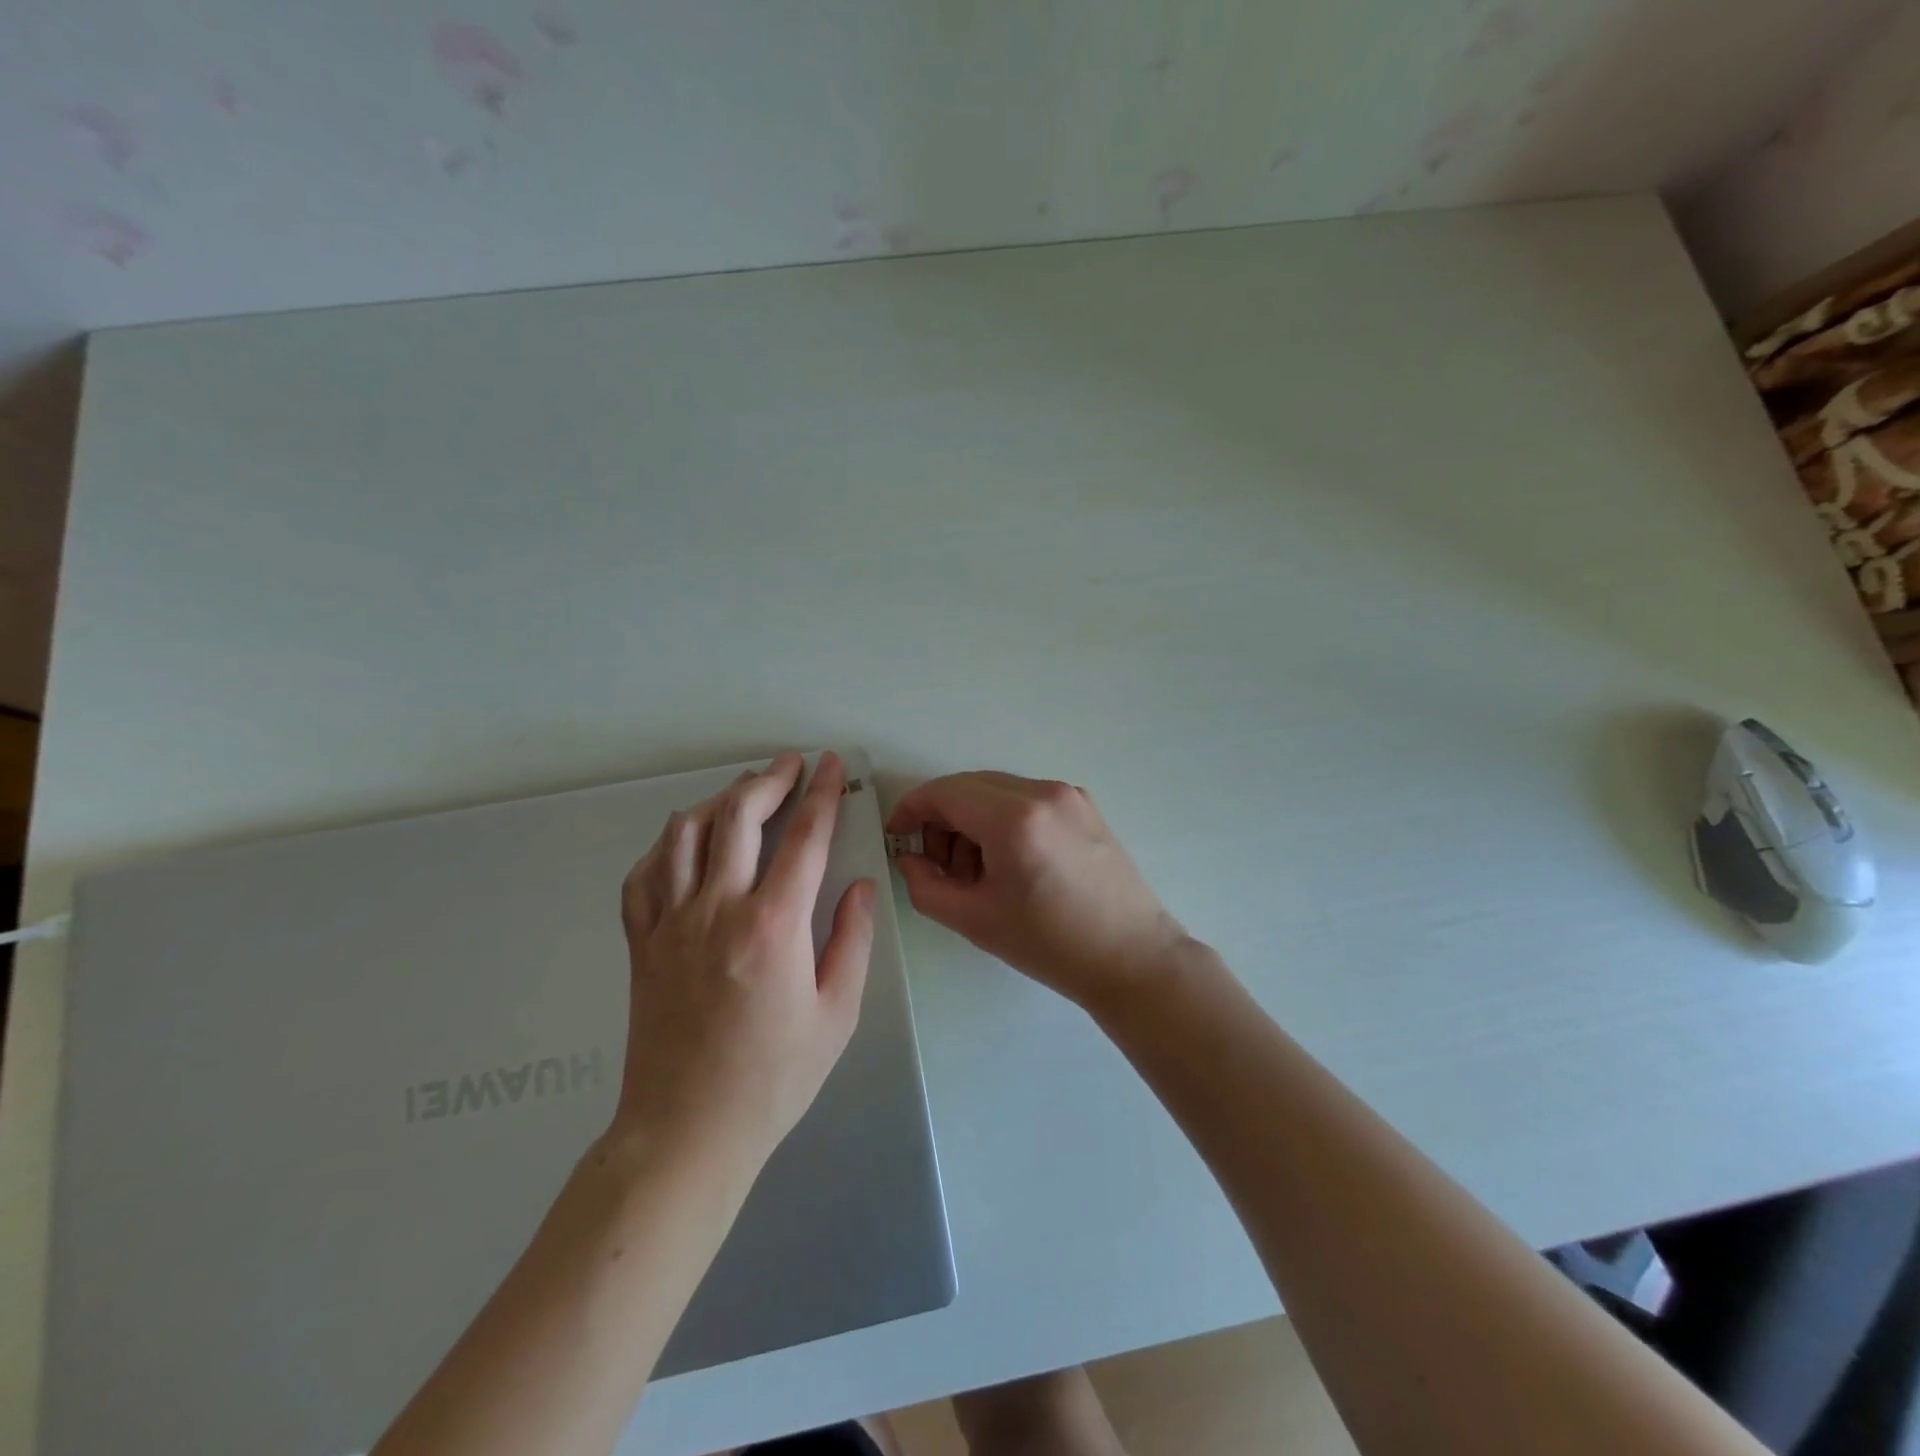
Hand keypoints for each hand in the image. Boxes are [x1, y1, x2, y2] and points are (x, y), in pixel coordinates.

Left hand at [615, 751, 873, 1167]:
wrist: (687, 1132)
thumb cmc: (774, 1078)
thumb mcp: (837, 1014)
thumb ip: (852, 940)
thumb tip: (860, 887)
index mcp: (773, 925)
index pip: (805, 838)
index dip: (823, 793)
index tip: (831, 765)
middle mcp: (718, 909)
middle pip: (738, 817)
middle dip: (769, 780)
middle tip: (790, 765)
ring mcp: (670, 923)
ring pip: (685, 834)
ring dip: (718, 802)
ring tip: (743, 793)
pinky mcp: (641, 944)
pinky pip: (643, 876)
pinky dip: (666, 846)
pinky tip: (685, 843)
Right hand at [886, 771, 1185, 1011]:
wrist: (1132, 957)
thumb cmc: (1050, 944)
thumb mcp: (974, 919)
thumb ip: (925, 885)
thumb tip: (911, 858)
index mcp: (1014, 817)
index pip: (944, 793)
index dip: (911, 809)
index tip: (897, 835)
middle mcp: (1042, 792)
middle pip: (969, 786)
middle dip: (942, 818)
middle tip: (937, 864)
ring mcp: (1068, 795)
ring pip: (997, 790)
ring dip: (972, 820)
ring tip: (975, 871)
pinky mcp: (1084, 805)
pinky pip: (1026, 799)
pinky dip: (1003, 819)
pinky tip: (1008, 861)